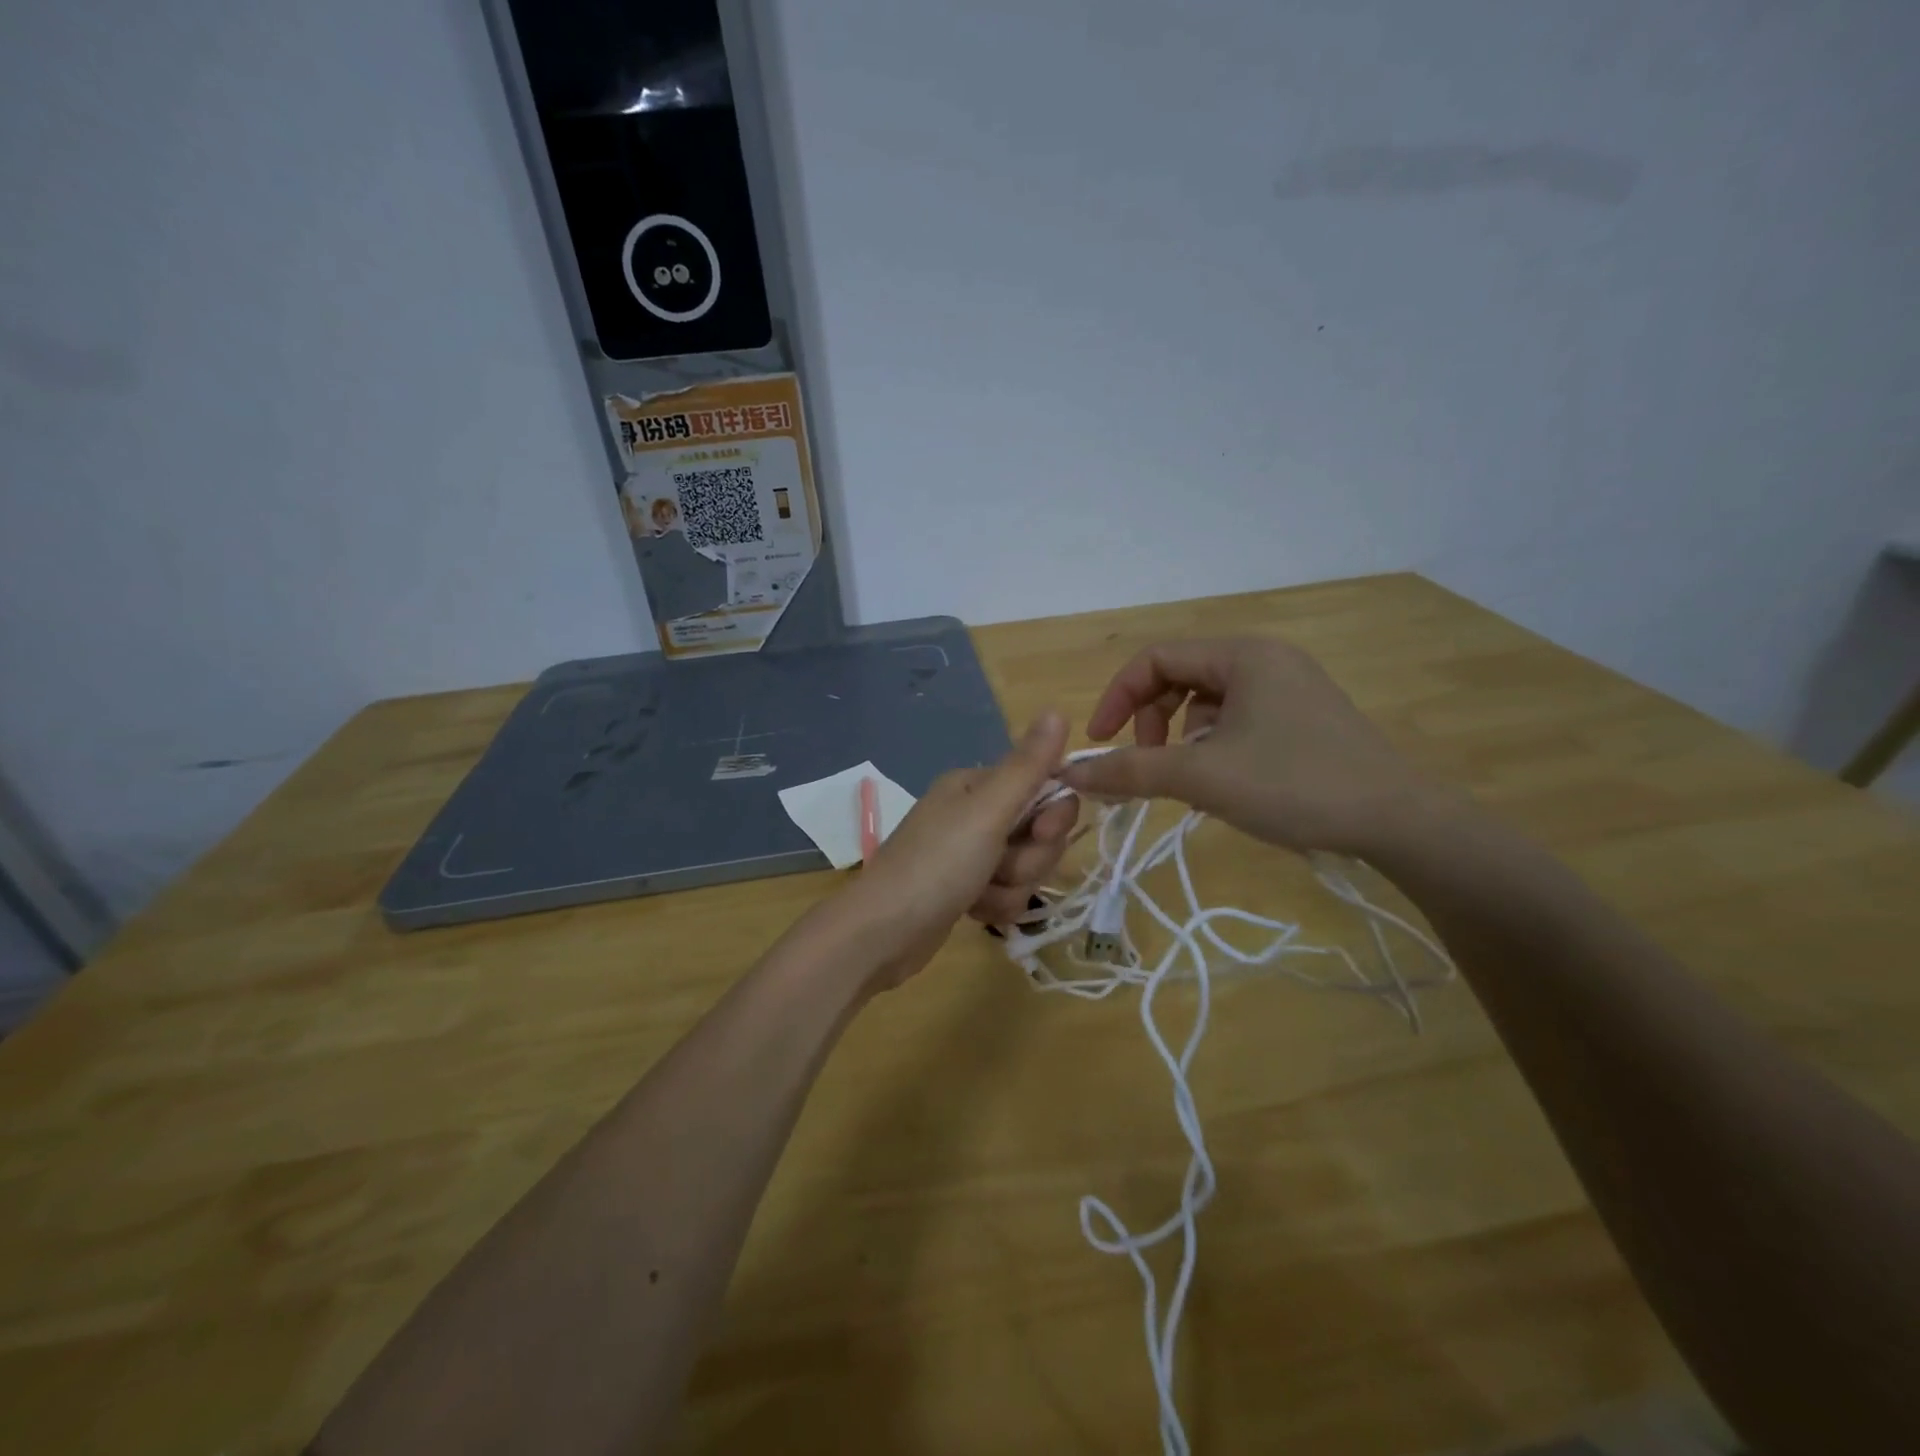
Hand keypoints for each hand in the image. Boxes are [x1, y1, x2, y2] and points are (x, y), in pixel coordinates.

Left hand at [824, 711, 1072, 989]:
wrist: (883, 933)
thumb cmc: (937, 864)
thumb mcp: (987, 811)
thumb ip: (1028, 766)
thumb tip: (1057, 710)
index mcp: (977, 785)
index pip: (1044, 788)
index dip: (1053, 815)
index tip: (1042, 833)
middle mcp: (973, 812)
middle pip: (1038, 830)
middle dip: (1029, 857)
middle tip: (1000, 868)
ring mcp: (968, 852)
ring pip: (1026, 865)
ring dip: (1012, 885)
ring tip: (980, 894)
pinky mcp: (966, 888)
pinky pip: (1007, 891)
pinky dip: (997, 904)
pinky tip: (974, 911)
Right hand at [1059, 637, 1448, 857]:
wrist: (1400, 822)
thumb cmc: (1295, 785)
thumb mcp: (1202, 777)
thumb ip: (1131, 771)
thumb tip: (1071, 772)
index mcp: (1242, 655)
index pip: (1156, 659)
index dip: (1117, 697)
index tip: (1101, 743)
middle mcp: (1266, 659)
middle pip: (1181, 676)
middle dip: (1152, 720)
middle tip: (1148, 765)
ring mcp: (1291, 687)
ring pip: (1209, 702)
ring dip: (1183, 738)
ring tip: (1193, 780)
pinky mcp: (1305, 717)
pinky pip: (1239, 718)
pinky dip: (1215, 745)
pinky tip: (1227, 783)